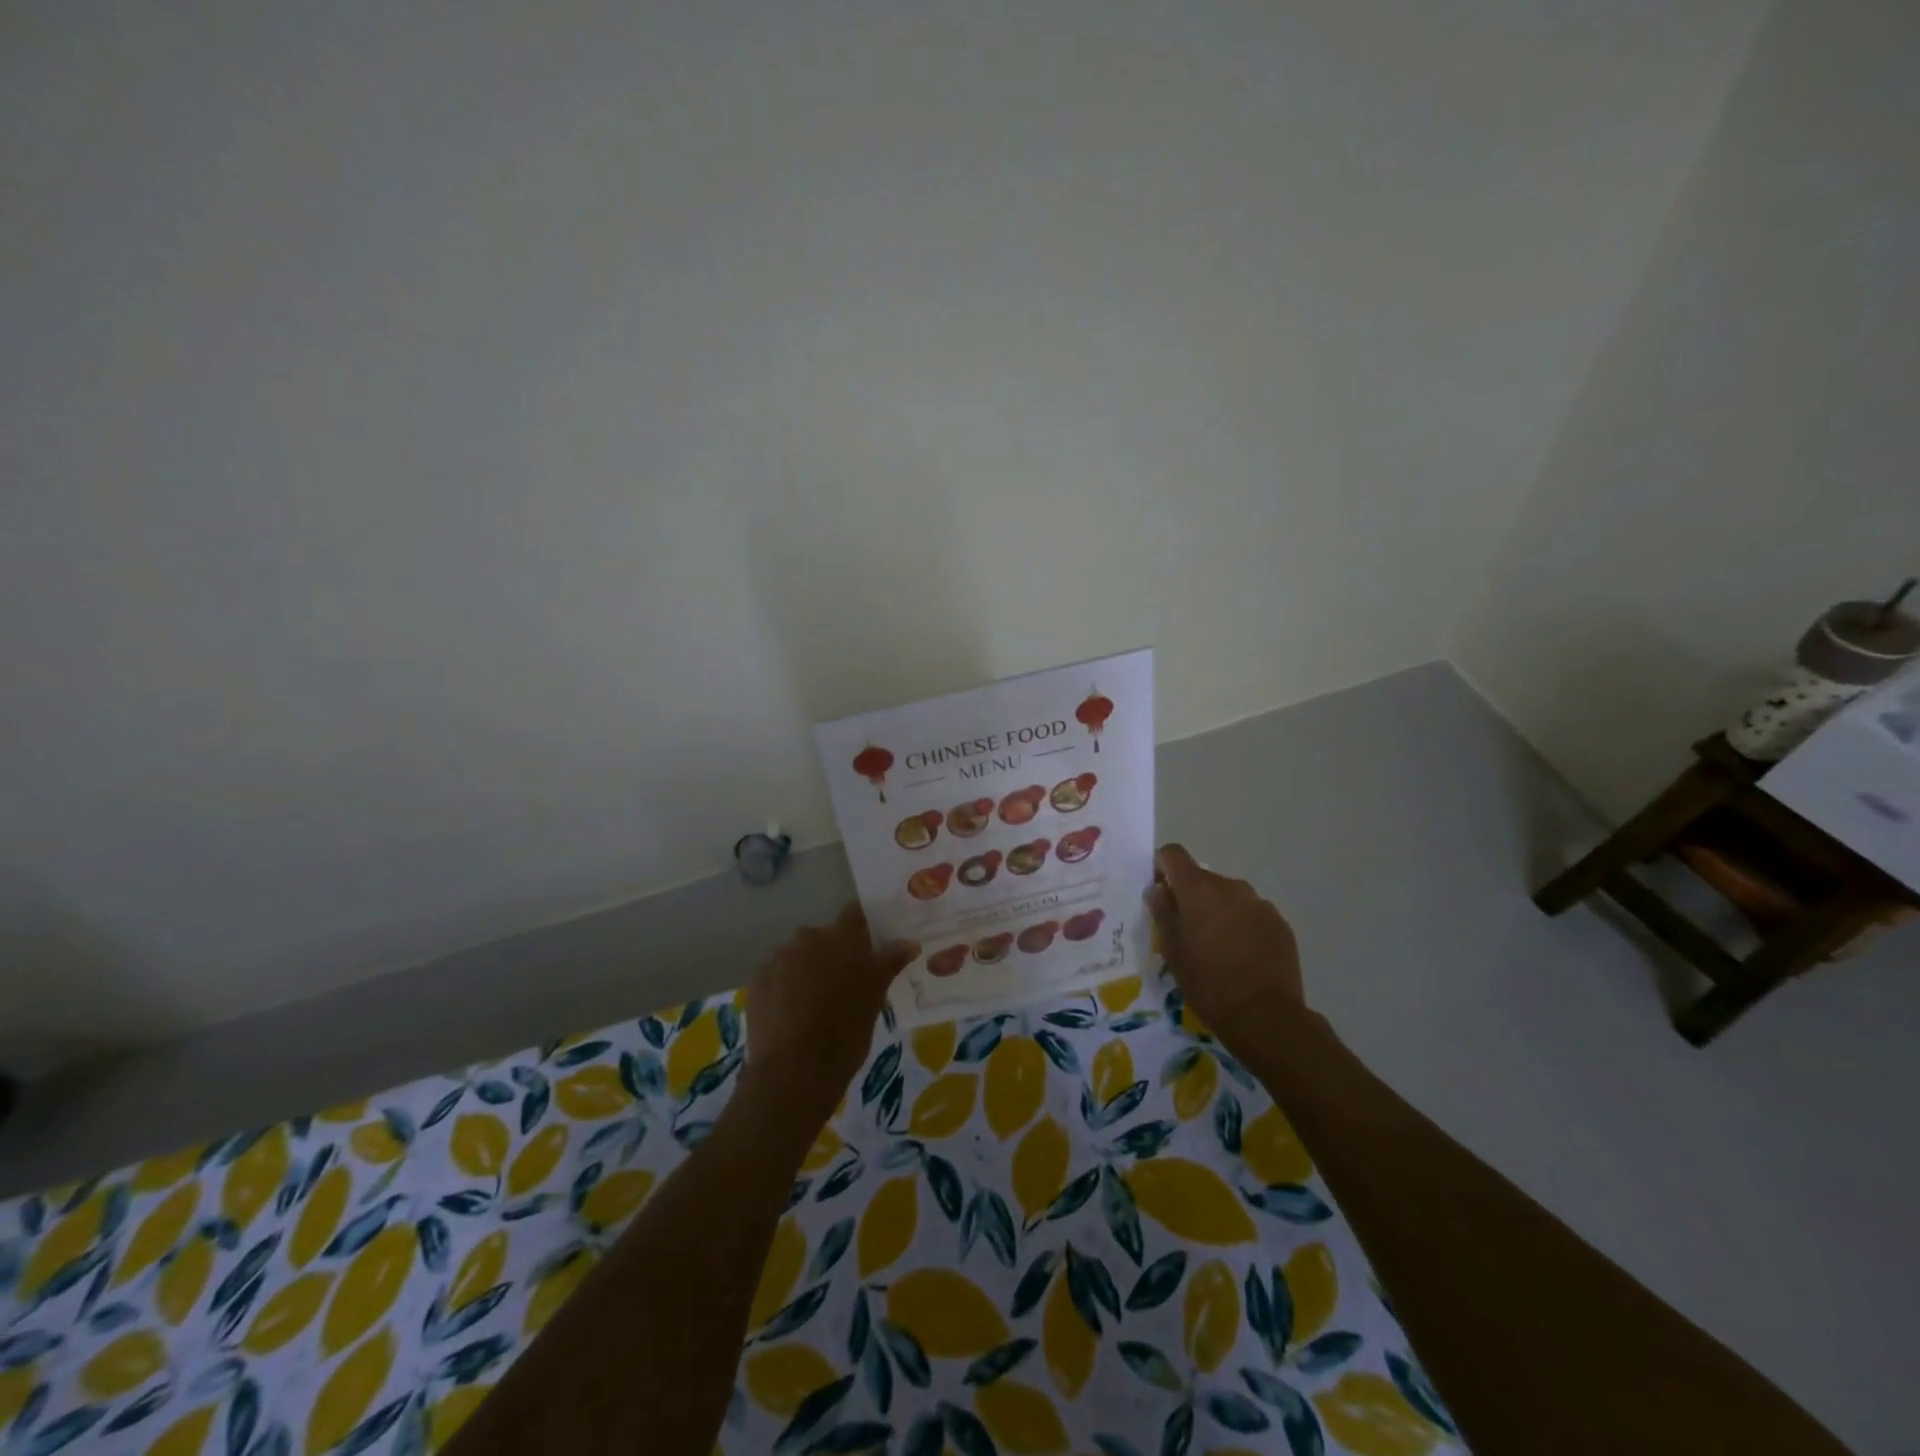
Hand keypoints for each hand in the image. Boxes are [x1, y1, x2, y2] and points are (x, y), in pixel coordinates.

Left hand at [738, 904, 916, 1122]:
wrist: (793, 1071)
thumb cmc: (845, 1031)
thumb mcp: (875, 997)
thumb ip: (889, 962)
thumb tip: (909, 942)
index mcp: (839, 936)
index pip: (855, 914)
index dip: (865, 925)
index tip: (873, 941)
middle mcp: (806, 937)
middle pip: (825, 937)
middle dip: (835, 953)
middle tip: (848, 982)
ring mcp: (777, 958)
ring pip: (800, 956)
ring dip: (810, 970)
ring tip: (818, 1003)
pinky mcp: (757, 982)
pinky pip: (778, 976)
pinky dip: (787, 988)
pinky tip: (794, 1014)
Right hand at [1145, 844, 1306, 1054]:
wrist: (1265, 1016)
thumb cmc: (1208, 983)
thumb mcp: (1172, 950)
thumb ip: (1163, 913)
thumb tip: (1157, 889)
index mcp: (1199, 889)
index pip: (1173, 854)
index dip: (1162, 866)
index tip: (1161, 893)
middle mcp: (1231, 886)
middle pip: (1203, 878)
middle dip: (1192, 896)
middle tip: (1188, 931)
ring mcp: (1259, 903)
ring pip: (1229, 896)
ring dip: (1219, 911)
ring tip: (1218, 947)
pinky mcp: (1280, 923)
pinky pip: (1251, 913)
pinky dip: (1242, 925)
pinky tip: (1242, 956)